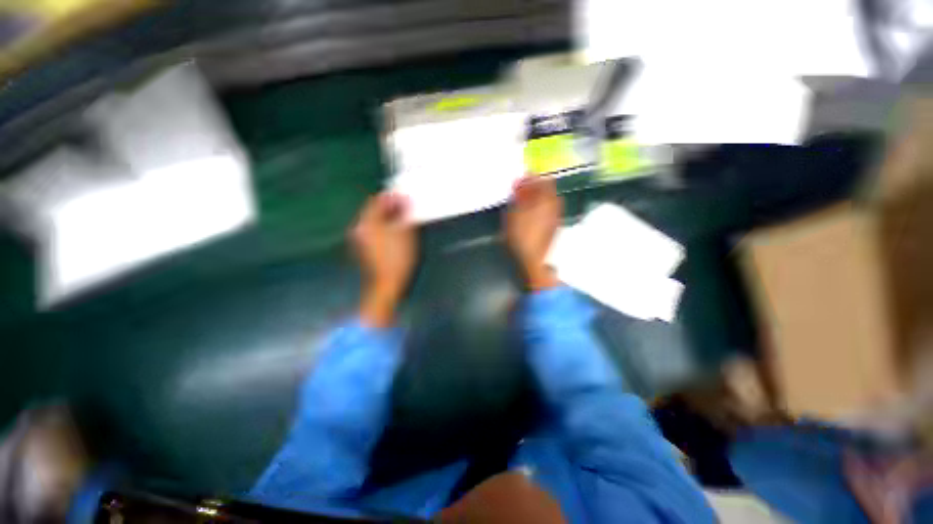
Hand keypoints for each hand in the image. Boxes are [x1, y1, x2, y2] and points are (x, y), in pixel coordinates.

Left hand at [352, 192, 416, 326]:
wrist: (389, 283)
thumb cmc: (398, 256)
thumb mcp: (405, 232)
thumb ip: (403, 212)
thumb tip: (403, 199)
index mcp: (368, 222)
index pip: (377, 201)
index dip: (392, 197)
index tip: (406, 197)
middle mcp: (360, 228)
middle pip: (374, 210)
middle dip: (391, 207)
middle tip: (406, 208)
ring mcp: (362, 238)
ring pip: (376, 220)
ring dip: (389, 217)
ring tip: (404, 219)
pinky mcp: (366, 247)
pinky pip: (376, 230)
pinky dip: (386, 226)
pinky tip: (397, 231)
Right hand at [505, 177, 560, 290]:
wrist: (532, 259)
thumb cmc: (520, 236)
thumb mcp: (513, 214)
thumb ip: (517, 198)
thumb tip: (519, 187)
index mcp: (545, 200)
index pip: (543, 181)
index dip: (532, 178)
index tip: (521, 180)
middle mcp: (554, 206)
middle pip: (548, 190)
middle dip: (535, 188)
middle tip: (521, 190)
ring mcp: (555, 218)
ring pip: (549, 201)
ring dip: (538, 198)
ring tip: (524, 202)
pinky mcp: (553, 228)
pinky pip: (548, 211)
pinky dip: (540, 208)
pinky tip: (530, 214)